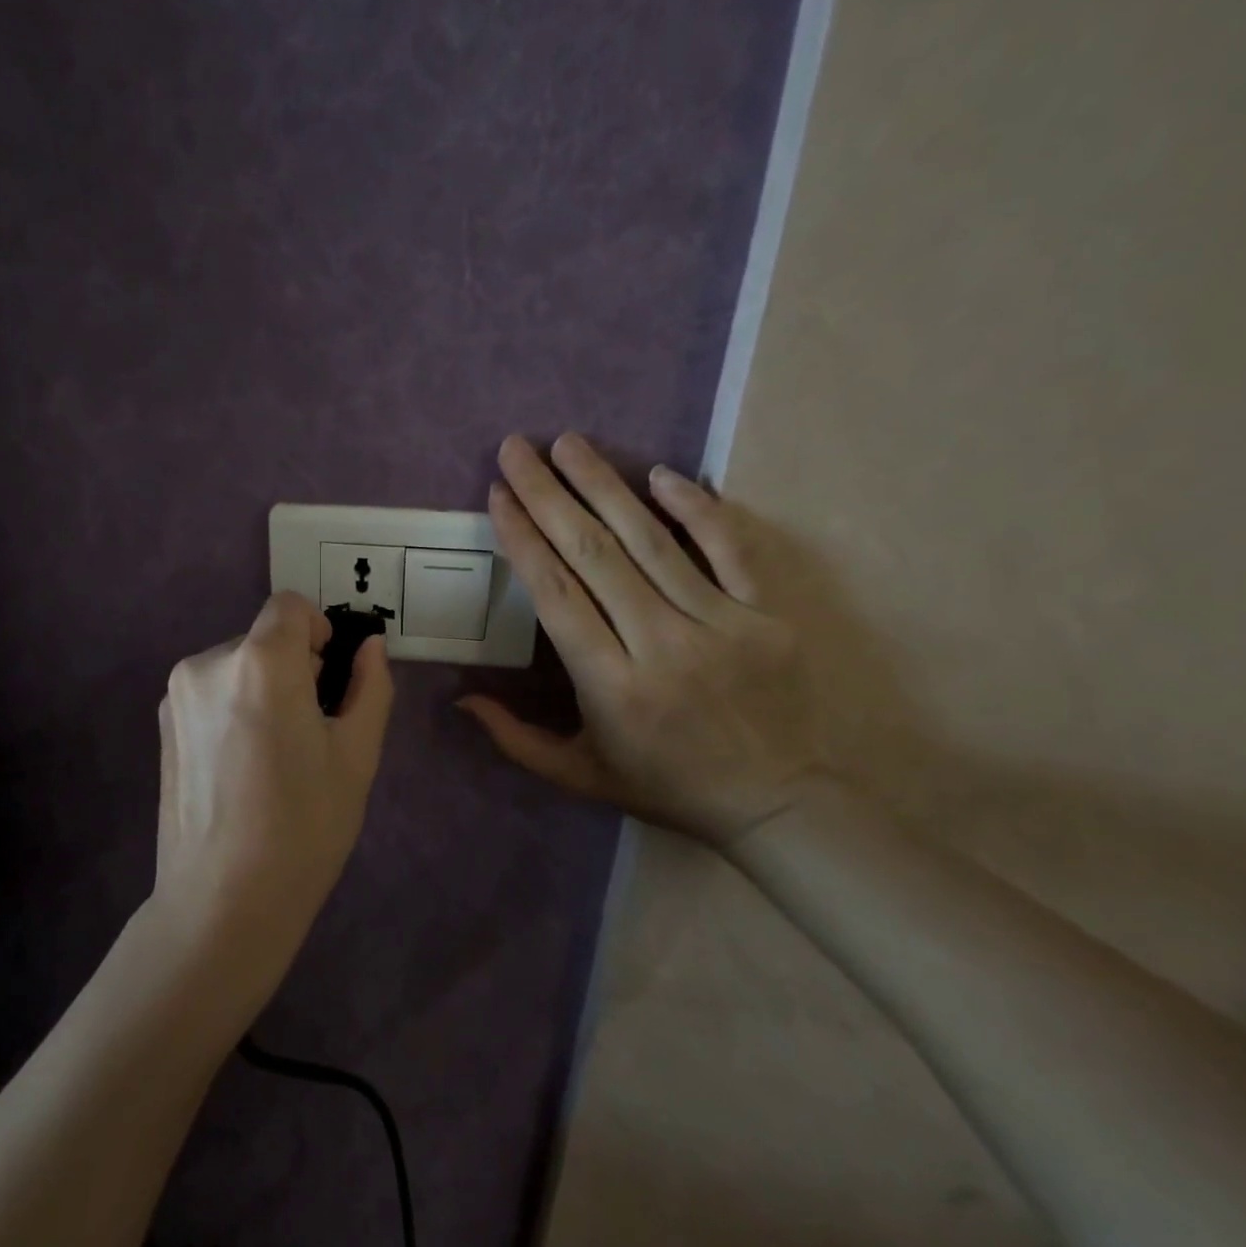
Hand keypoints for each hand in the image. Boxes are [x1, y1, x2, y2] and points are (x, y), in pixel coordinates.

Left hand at [151, 592, 394, 988]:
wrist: (223, 901)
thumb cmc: (304, 827)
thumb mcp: (357, 755)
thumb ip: (370, 686)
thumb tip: (369, 645)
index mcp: (261, 663)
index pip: (289, 606)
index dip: (317, 631)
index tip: (328, 678)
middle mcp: (209, 663)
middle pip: (263, 639)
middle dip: (292, 667)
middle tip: (309, 731)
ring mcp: (177, 694)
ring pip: (237, 666)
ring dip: (261, 688)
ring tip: (272, 756)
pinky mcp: (161, 724)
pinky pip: (210, 692)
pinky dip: (232, 708)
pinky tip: (240, 767)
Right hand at [459, 434, 821, 846]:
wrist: (784, 804)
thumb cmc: (670, 787)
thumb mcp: (583, 776)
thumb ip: (516, 739)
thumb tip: (461, 698)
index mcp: (611, 684)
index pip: (555, 594)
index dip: (522, 538)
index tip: (497, 494)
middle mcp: (660, 643)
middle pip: (593, 553)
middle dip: (547, 494)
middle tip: (516, 447)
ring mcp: (720, 622)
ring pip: (650, 540)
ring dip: (604, 485)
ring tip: (568, 442)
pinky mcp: (767, 613)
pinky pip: (730, 547)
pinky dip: (696, 507)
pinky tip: (659, 473)